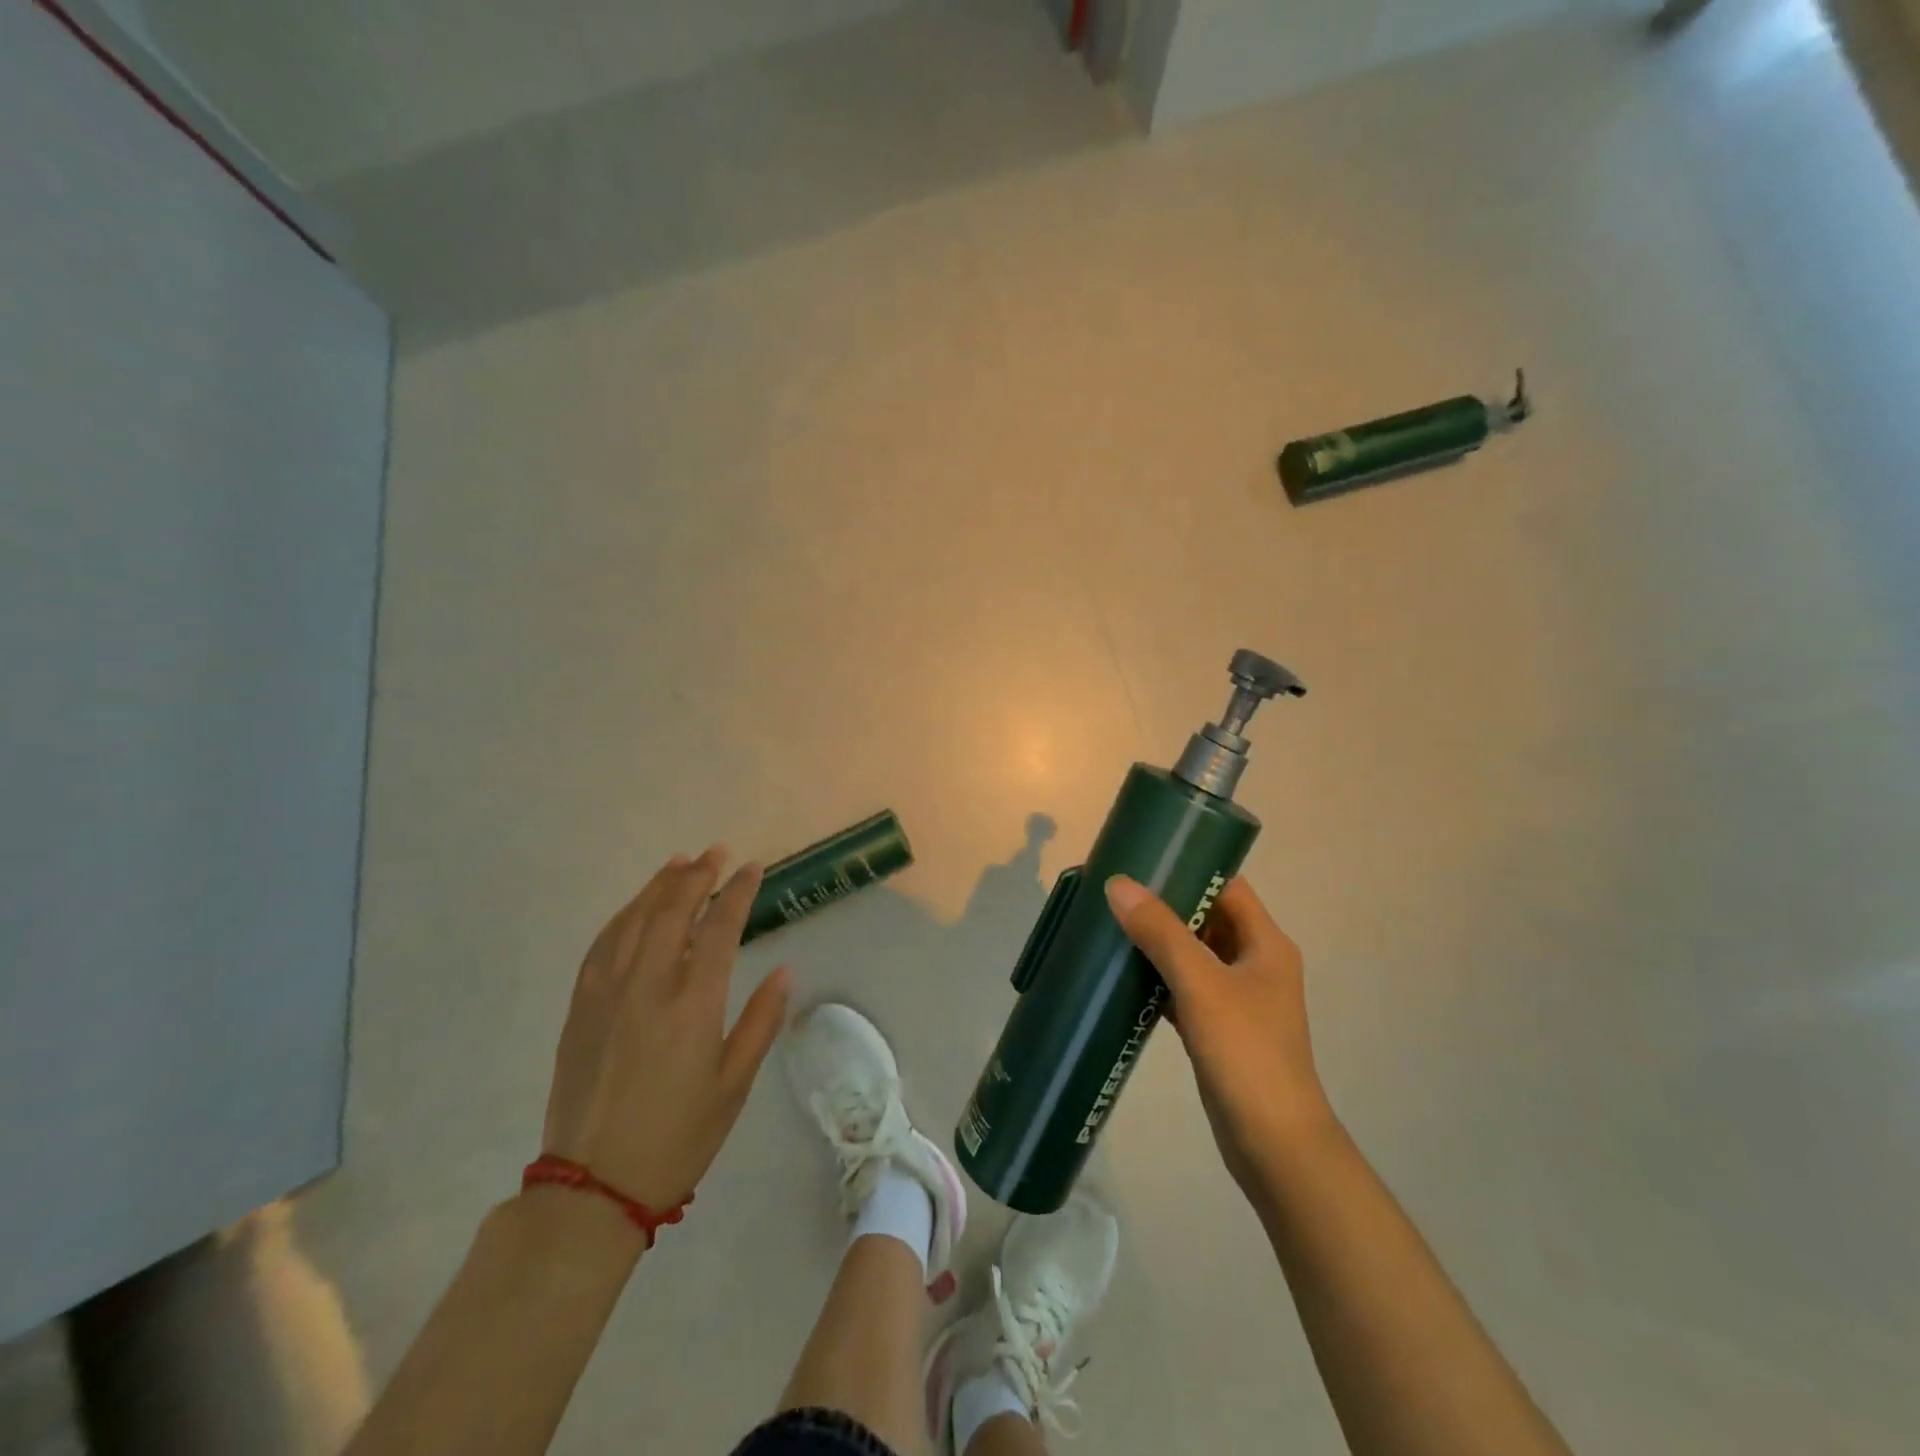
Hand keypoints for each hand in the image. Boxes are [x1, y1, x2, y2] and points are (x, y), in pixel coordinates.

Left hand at [542, 848, 791, 1210]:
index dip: (737, 892)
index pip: (719, 928)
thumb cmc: (678, 1136)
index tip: (751, 868)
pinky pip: (601, 946)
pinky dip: (623, 917)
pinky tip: (635, 908)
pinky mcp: (580, 1008)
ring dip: (659, 887)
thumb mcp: (734, 1085)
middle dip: (697, 876)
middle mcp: (648, 986)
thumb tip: (785, 971)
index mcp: (692, 1004)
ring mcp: (607, 994)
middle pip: (673, 912)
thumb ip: (761, 1022)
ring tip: (679, 863)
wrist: (594, 1186)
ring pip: (634, 920)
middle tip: (716, 854)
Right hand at [1105, 874, 1332, 1193]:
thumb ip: (1160, 932)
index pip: (1227, 887)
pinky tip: (1123, 977)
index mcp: (1265, 943)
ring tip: (1111, 926)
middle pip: (1207, 918)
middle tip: (1116, 893)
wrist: (1274, 1144)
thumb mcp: (1201, 984)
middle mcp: (1255, 963)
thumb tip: (1119, 884)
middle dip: (1164, 905)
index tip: (1144, 859)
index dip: (1190, 868)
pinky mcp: (1220, 1028)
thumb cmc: (1246, 1052)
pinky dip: (1158, 980)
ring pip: (1193, 955)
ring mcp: (1238, 998)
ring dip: (1158, 943)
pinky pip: (1185, 989)